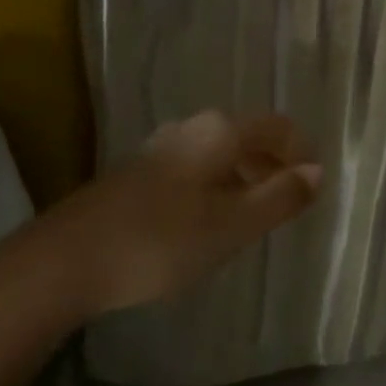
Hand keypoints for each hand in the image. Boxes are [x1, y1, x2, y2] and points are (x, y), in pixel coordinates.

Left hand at [37, 111, 321, 316]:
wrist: (68, 258)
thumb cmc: (162, 241)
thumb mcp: (232, 225)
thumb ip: (279, 197)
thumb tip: (317, 172)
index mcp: (221, 131)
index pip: (278, 126)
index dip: (302, 152)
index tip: (313, 189)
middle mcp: (193, 127)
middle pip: (249, 135)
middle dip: (274, 165)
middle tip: (287, 207)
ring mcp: (162, 146)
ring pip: (220, 152)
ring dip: (245, 177)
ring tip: (252, 219)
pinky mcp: (140, 170)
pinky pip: (196, 166)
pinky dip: (217, 185)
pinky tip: (207, 222)